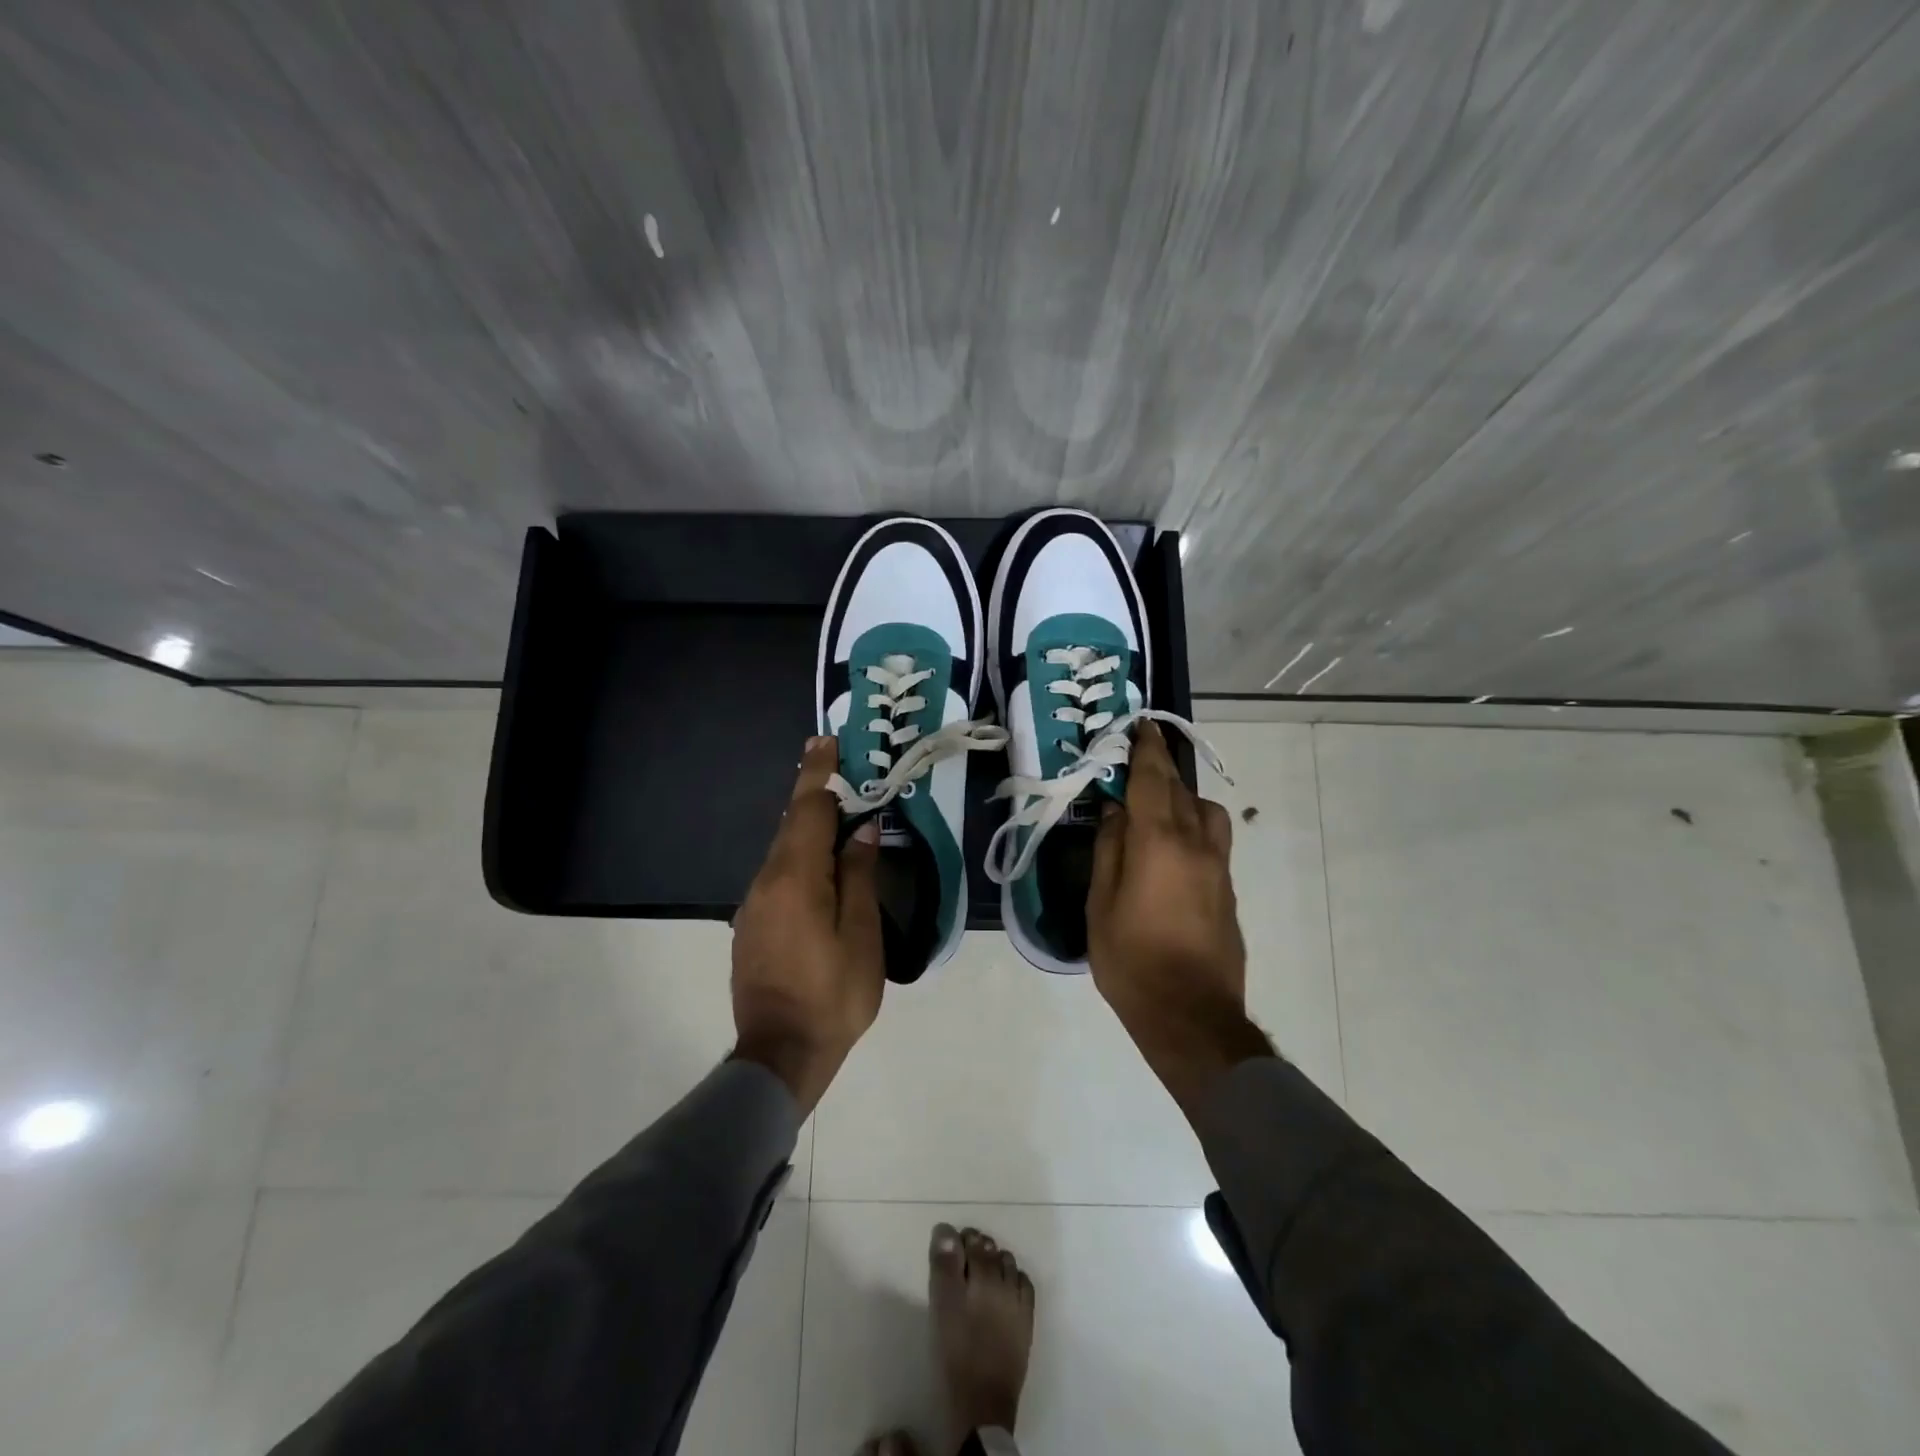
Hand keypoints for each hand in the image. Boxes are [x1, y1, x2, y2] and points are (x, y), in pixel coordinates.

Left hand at [731, 736, 885, 1113]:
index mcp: (795, 878)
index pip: (808, 810)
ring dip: (807, 828)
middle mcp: (766, 882)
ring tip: (836, 814)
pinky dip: (799, 858)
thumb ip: (858, 876)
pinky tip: (819, 868)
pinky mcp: (752, 925)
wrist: (780, 1054)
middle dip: (813, 793)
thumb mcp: (861, 934)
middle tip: (834, 764)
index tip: (826, 742)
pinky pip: (778, 876)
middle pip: (791, 825)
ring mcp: (754, 905)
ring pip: (783, 851)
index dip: (819, 774)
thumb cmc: (834, 994)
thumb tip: (861, 830)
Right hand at [1087, 722, 1270, 1111]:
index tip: (1141, 726)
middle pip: (1181, 791)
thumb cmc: (1132, 960)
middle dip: (1162, 769)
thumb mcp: (1101, 905)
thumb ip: (1109, 851)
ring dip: (1183, 799)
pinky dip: (1192, 827)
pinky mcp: (1227, 891)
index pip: (1154, 780)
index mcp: (1160, 843)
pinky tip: (1169, 850)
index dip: (1146, 749)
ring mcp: (1218, 868)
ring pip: (1207, 813)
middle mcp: (1196, 845)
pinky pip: (1212, 840)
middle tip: (1138, 760)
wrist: (1191, 1016)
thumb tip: (1116, 811)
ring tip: (1155, 811)